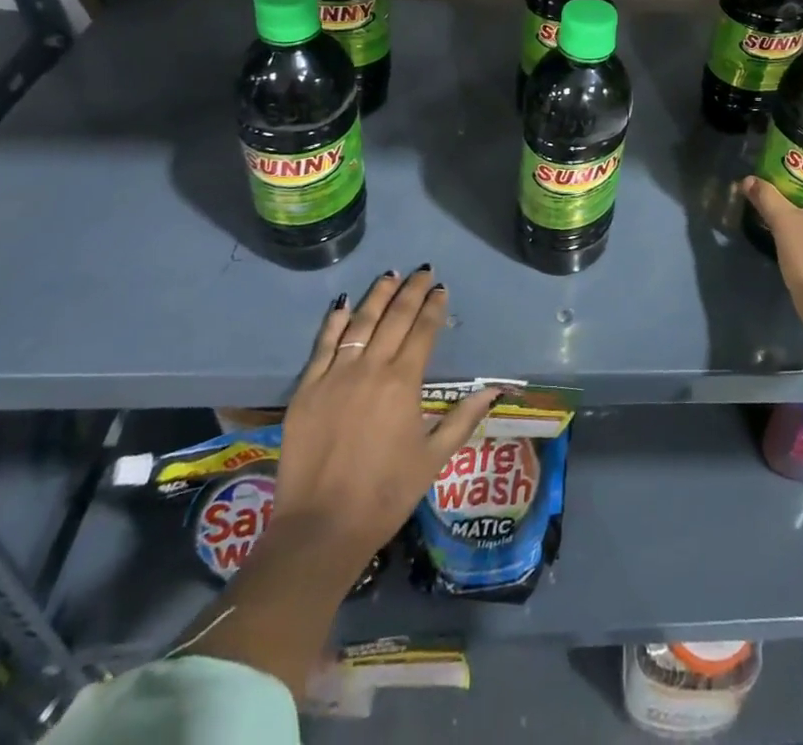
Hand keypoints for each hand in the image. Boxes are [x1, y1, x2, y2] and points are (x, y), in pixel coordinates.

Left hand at [271, 268, 497, 581]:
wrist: (319, 529)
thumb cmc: (385, 495)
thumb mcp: (433, 459)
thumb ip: (463, 418)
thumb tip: (495, 389)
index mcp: (403, 382)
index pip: (423, 331)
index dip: (434, 307)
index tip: (441, 289)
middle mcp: (370, 368)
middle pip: (394, 318)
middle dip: (411, 292)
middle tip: (423, 272)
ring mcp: (335, 375)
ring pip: (360, 322)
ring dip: (377, 296)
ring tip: (390, 276)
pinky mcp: (307, 389)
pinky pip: (323, 345)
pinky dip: (335, 322)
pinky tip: (344, 305)